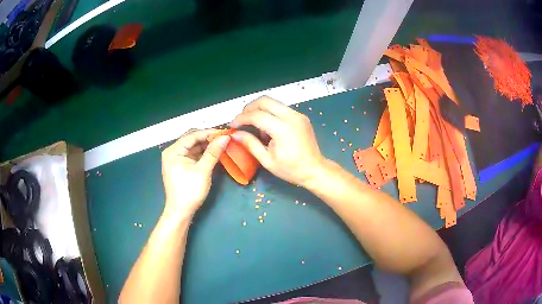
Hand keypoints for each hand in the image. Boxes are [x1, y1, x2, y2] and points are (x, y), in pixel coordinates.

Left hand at [161, 129, 229, 217]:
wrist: (181, 212)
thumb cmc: (189, 191)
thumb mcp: (203, 171)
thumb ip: (213, 152)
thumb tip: (225, 137)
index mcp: (173, 151)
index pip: (192, 135)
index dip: (208, 133)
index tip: (224, 132)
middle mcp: (173, 152)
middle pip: (192, 140)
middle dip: (208, 138)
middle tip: (224, 138)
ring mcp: (176, 159)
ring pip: (193, 147)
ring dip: (207, 146)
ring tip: (222, 144)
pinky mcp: (181, 166)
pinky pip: (193, 155)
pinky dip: (203, 154)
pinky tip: (214, 153)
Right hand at [231, 96, 323, 186]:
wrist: (315, 170)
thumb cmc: (291, 169)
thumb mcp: (267, 160)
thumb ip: (250, 144)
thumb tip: (234, 134)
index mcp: (283, 129)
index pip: (257, 115)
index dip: (241, 118)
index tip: (232, 125)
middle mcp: (292, 116)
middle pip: (264, 100)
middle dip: (249, 108)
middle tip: (241, 120)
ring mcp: (298, 114)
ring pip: (273, 102)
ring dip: (259, 110)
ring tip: (254, 126)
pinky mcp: (301, 116)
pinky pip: (280, 108)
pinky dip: (270, 113)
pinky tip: (267, 127)